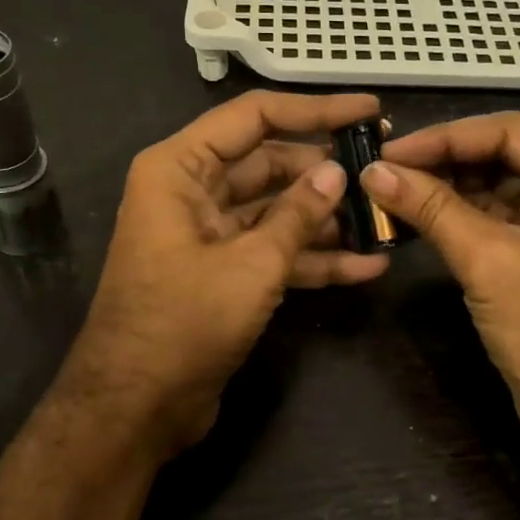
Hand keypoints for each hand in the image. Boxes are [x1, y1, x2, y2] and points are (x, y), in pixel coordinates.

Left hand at [59, 90, 389, 456]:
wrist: (135, 409)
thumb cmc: (183, 323)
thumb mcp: (250, 264)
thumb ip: (297, 214)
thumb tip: (338, 174)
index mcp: (179, 169)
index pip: (255, 118)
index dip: (315, 110)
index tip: (369, 111)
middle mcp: (191, 191)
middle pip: (269, 164)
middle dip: (326, 173)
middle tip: (384, 171)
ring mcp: (208, 234)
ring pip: (276, 210)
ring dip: (326, 220)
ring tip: (384, 221)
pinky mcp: (223, 273)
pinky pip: (272, 251)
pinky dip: (312, 258)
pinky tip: (366, 267)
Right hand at [361, 113, 519, 446]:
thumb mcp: (489, 262)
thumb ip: (431, 208)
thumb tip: (372, 171)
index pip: (512, 132)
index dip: (445, 138)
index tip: (389, 152)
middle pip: (506, 153)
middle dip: (444, 162)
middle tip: (385, 170)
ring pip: (499, 182)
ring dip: (447, 187)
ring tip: (392, 189)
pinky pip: (501, 212)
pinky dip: (460, 213)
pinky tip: (416, 212)